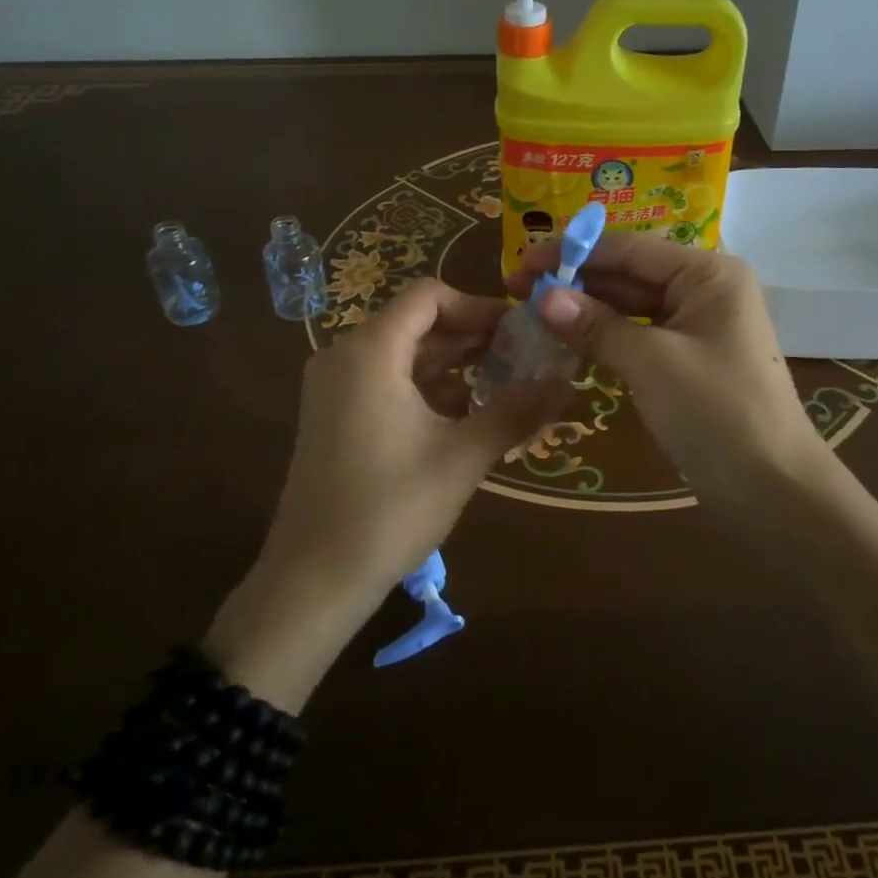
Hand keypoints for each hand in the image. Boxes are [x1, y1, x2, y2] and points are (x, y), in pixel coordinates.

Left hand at [205, 280, 561, 706]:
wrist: (312, 581)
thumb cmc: (389, 510)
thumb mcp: (462, 457)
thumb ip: (515, 411)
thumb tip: (565, 382)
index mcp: (370, 351)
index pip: (429, 296)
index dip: (477, 305)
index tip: (518, 331)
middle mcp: (345, 355)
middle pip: (417, 322)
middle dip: (471, 335)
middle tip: (523, 356)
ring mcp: (334, 386)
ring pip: (403, 352)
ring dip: (453, 362)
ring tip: (504, 383)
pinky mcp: (334, 414)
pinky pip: (386, 379)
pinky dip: (426, 386)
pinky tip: (465, 412)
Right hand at [505, 234, 821, 505]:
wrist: (773, 490)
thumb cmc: (717, 412)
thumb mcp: (652, 363)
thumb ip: (596, 326)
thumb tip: (540, 296)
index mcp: (707, 272)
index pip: (630, 249)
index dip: (572, 253)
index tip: (522, 262)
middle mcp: (703, 288)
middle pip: (628, 273)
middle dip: (575, 280)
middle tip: (516, 289)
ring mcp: (695, 325)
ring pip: (630, 306)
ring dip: (585, 309)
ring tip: (530, 312)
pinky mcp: (686, 358)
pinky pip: (637, 335)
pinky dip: (604, 337)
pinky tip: (565, 339)